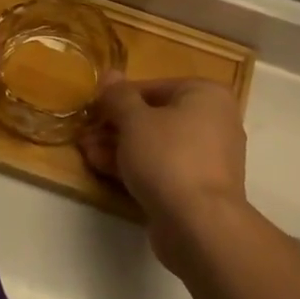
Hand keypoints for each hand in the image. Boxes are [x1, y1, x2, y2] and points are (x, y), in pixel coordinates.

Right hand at [79, 74, 248, 265]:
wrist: (199, 224)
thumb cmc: (169, 157)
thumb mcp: (135, 120)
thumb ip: (119, 96)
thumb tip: (110, 74)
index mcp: (207, 95)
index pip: (154, 87)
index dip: (119, 97)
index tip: (93, 109)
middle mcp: (214, 122)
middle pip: (155, 117)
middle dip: (116, 125)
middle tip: (85, 132)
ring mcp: (207, 158)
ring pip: (156, 145)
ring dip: (119, 146)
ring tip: (85, 150)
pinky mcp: (197, 188)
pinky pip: (162, 168)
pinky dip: (135, 166)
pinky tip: (101, 167)